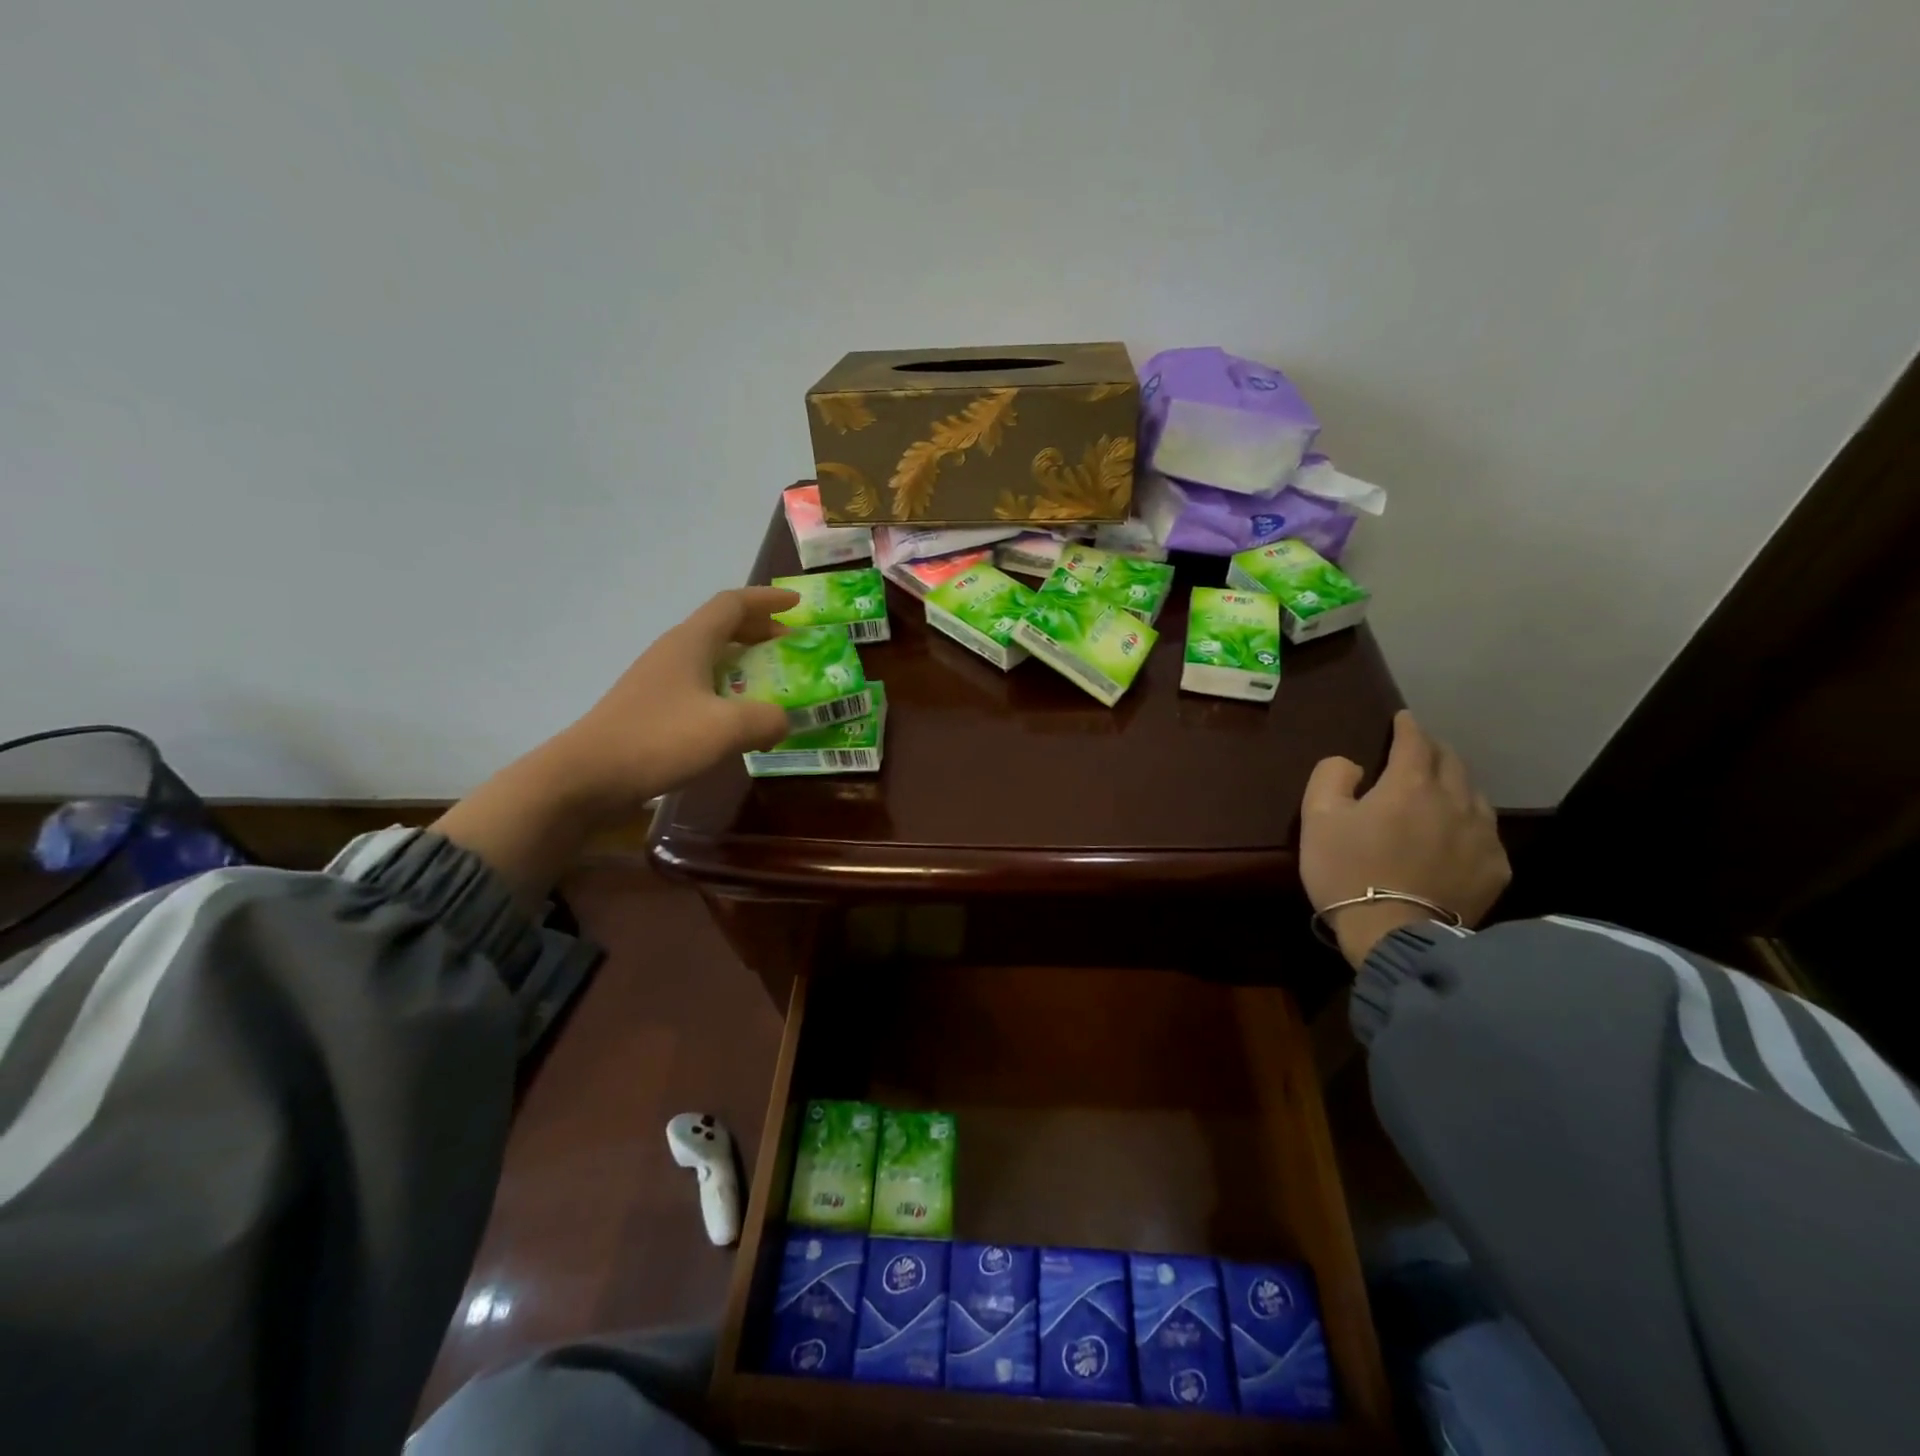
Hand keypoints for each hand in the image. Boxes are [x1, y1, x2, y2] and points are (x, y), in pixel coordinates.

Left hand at [431, 586, 798, 904]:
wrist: (586, 777)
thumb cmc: (658, 740)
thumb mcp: (726, 729)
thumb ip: (767, 719)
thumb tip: (783, 720)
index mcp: (691, 643)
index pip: (733, 604)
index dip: (768, 600)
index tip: (797, 605)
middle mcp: (674, 652)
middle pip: (721, 625)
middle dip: (759, 629)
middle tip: (790, 644)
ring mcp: (659, 679)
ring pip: (709, 655)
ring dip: (743, 658)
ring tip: (770, 678)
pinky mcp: (651, 706)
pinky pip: (699, 682)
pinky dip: (726, 686)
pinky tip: (737, 716)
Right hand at [1300, 710, 1510, 968]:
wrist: (1394, 935)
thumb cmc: (1347, 871)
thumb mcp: (1317, 818)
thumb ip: (1331, 777)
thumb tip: (1353, 764)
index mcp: (1410, 785)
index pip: (1414, 741)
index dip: (1407, 726)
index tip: (1402, 719)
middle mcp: (1454, 800)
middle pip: (1451, 762)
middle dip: (1434, 750)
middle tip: (1419, 750)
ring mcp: (1482, 836)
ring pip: (1474, 794)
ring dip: (1455, 784)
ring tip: (1441, 789)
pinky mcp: (1495, 868)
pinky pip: (1486, 832)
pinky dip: (1470, 822)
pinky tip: (1457, 834)